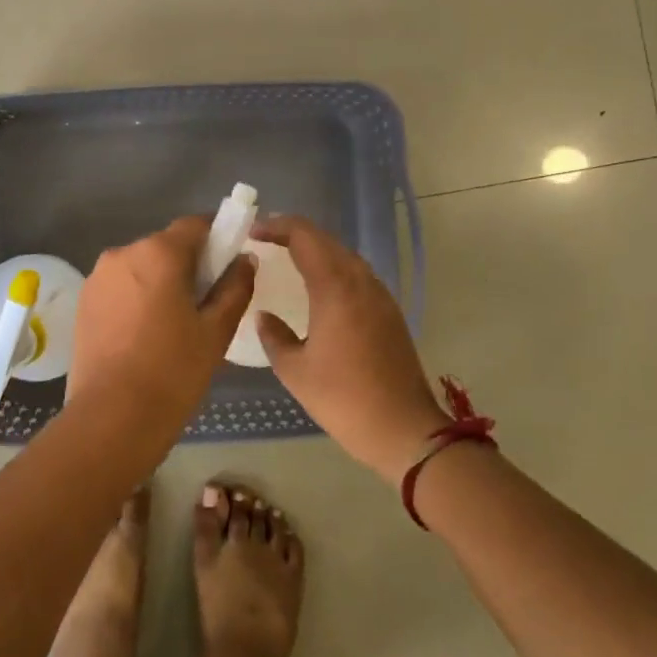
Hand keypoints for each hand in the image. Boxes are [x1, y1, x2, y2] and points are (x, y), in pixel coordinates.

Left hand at [66, 217, 256, 433]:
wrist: (112, 417)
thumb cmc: (173, 371)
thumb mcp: (216, 331)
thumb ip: (235, 287)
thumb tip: (243, 259)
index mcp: (159, 252)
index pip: (195, 225)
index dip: (217, 238)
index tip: (229, 265)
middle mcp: (124, 253)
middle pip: (166, 245)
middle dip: (188, 265)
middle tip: (205, 304)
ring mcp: (98, 277)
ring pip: (141, 267)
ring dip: (159, 282)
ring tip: (172, 325)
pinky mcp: (83, 301)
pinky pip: (120, 287)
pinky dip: (136, 298)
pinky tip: (144, 335)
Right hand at [253, 215, 447, 485]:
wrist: (404, 430)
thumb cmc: (344, 399)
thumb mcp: (295, 371)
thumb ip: (274, 336)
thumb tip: (265, 316)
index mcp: (335, 288)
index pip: (304, 236)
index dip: (276, 226)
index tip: (252, 232)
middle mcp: (361, 282)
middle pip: (325, 240)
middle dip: (293, 233)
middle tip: (263, 240)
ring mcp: (380, 296)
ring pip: (344, 255)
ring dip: (315, 249)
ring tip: (286, 258)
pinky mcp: (389, 313)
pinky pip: (356, 275)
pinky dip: (332, 268)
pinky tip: (317, 288)